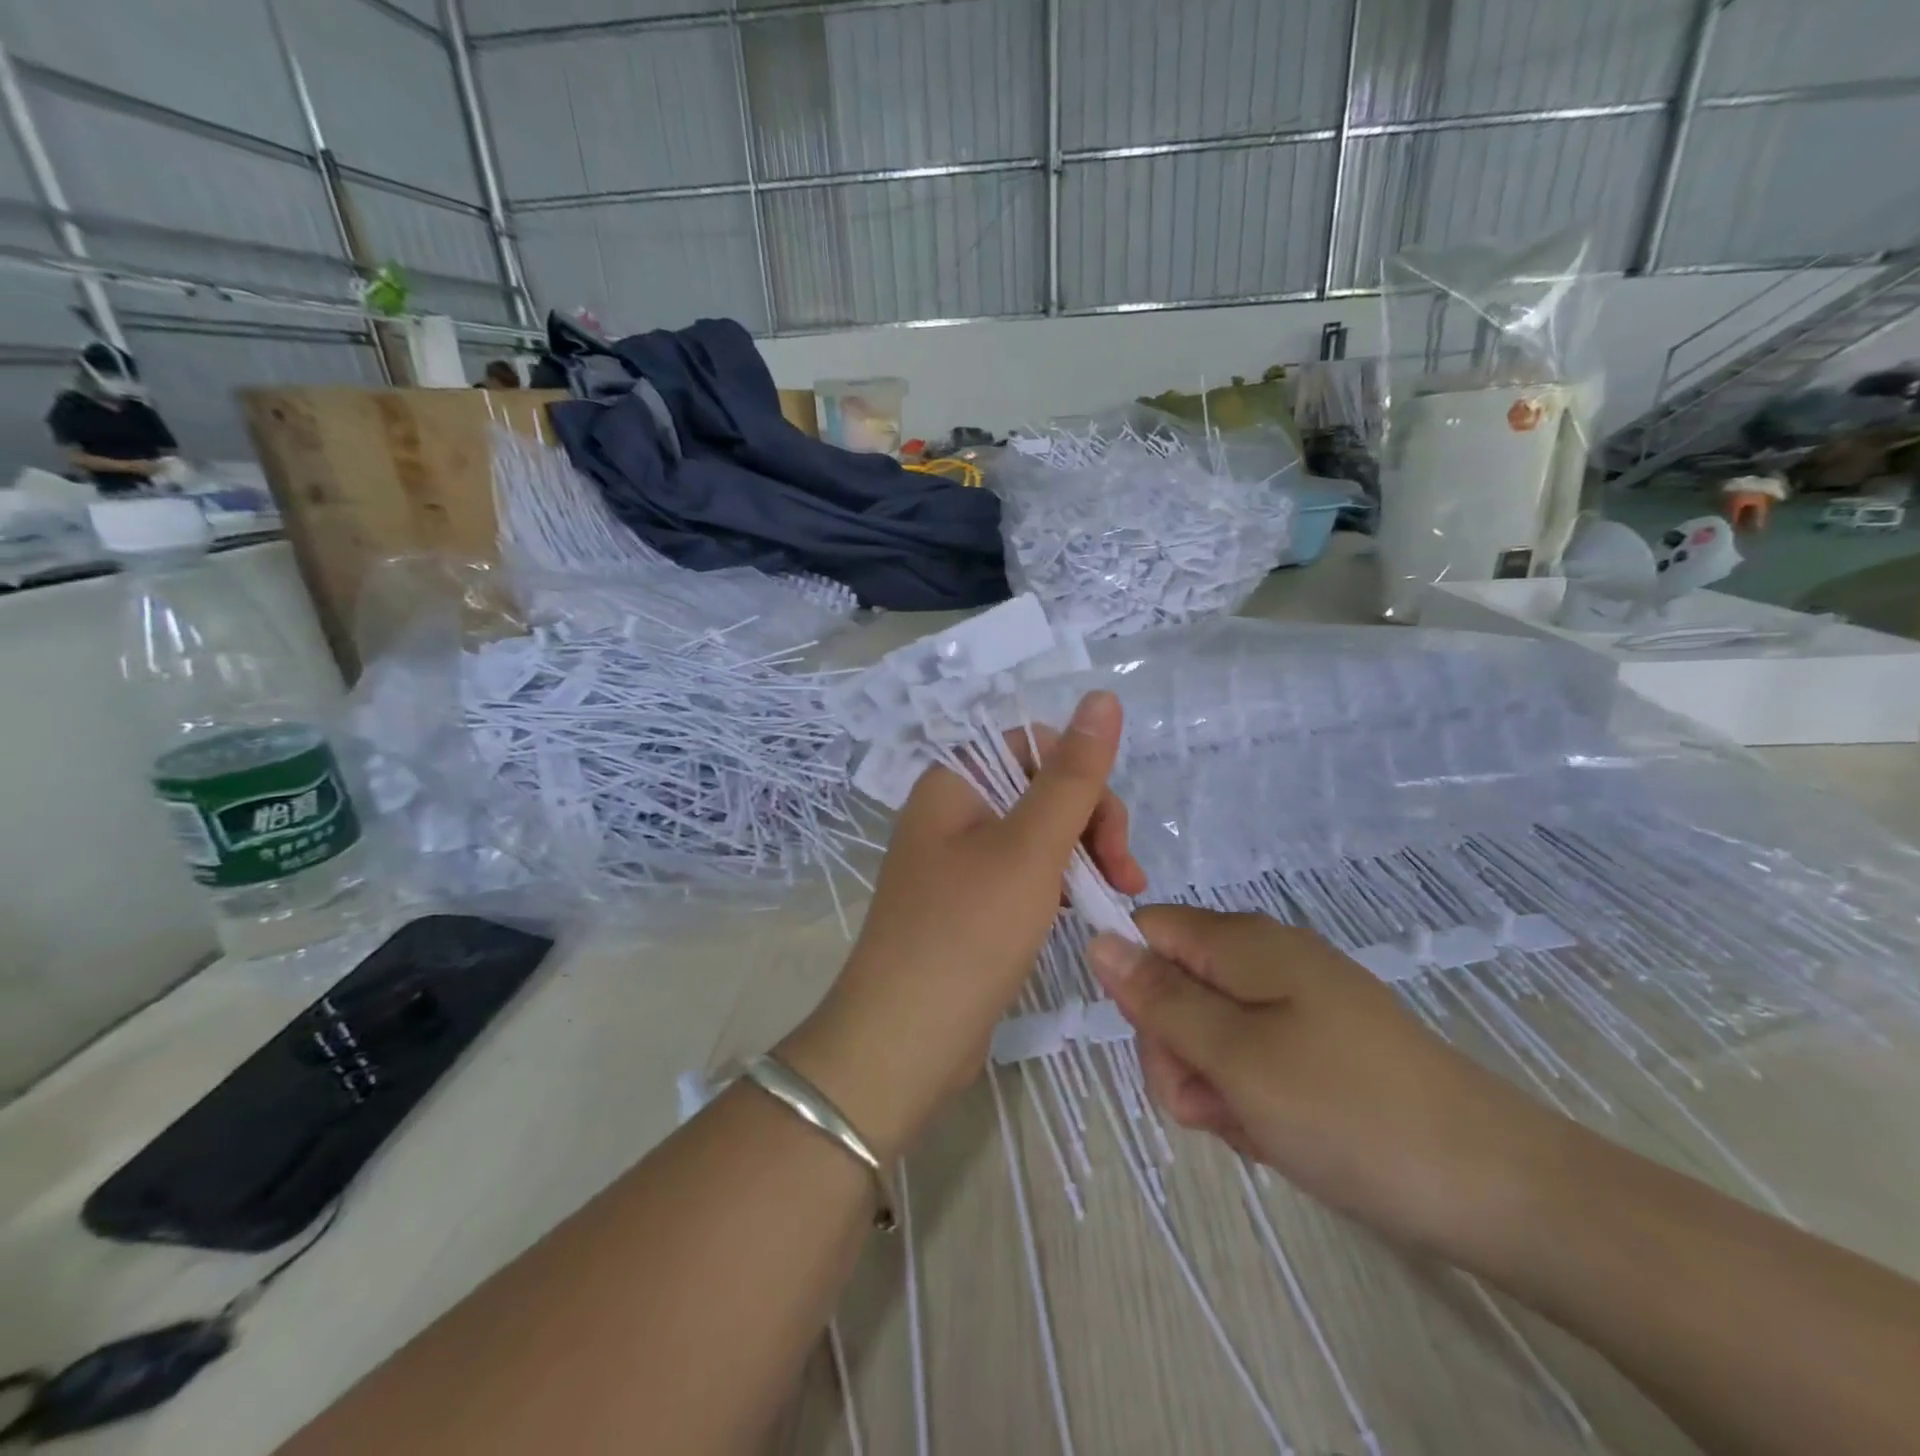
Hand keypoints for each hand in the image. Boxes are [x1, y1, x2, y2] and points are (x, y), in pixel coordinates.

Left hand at [781, 691, 1144, 1161]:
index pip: (1032, 745)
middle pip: (1039, 788)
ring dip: (1083, 856)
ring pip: (1038, 834)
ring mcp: (958, 861)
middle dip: (1091, 823)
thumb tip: (1103, 697)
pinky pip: (1024, 874)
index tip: (1112, 830)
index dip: (1080, 775)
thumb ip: (1072, 774)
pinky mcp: (969, 904)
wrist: (905, 1040)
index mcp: (953, 782)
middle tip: (1126, 876)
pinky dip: (1059, 885)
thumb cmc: (967, 932)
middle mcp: (951, 812)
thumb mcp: (1031, 847)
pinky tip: (1082, 911)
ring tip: (1118, 896)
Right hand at [1087, 906, 1574, 1263]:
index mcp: (1243, 942)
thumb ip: (1160, 999)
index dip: (1134, 982)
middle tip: (1214, 1101)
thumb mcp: (1235, 1056)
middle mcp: (1266, 958)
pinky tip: (1278, 1133)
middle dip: (1176, 1050)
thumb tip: (1098, 940)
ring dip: (1212, 1083)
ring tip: (1255, 1125)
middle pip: (1174, 986)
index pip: (1149, 930)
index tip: (1160, 1043)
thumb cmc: (1348, 1110)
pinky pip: (1251, 1058)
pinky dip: (1249, 1096)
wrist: (1495, 1185)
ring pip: (1209, 1031)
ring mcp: (1296, 1001)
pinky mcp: (1318, 1043)